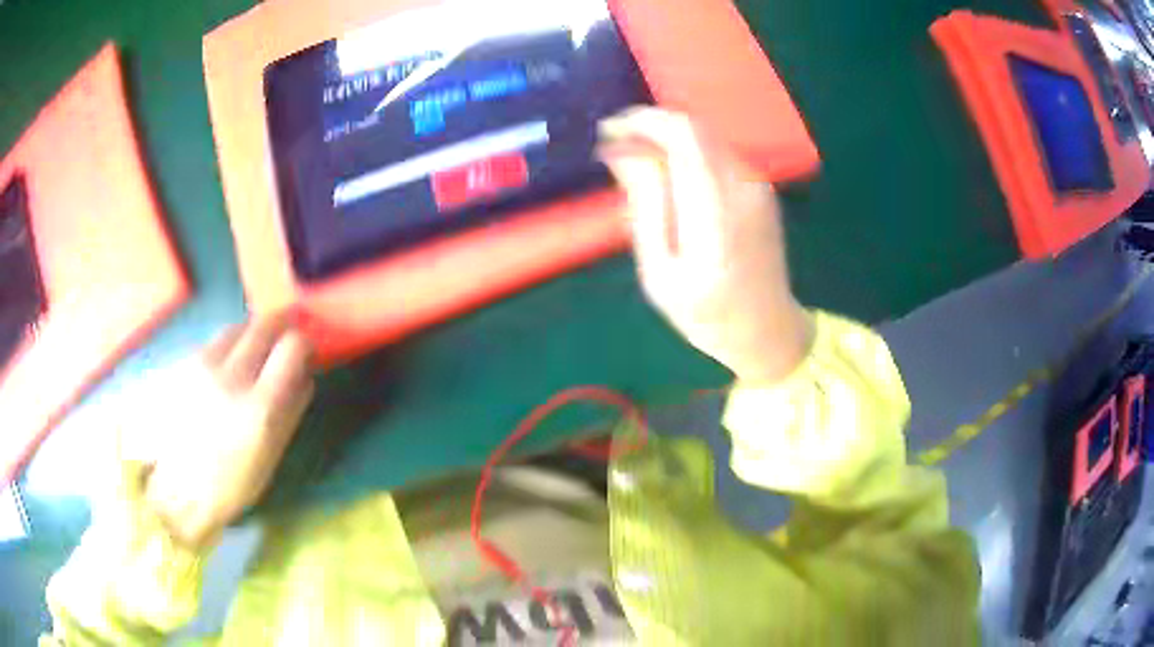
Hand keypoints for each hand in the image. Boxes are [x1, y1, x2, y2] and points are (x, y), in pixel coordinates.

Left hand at [139, 316, 314, 547]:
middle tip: (283, 340)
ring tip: (252, 355)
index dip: (305, 343)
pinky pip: (212, 342)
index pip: (292, 346)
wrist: (176, 488)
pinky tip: (223, 371)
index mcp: (259, 407)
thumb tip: (305, 374)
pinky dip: (227, 347)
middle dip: (280, 326)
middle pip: (263, 325)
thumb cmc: (230, 484)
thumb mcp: (270, 455)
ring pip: (236, 328)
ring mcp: (200, 365)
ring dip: (251, 334)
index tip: (306, 353)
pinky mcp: (181, 362)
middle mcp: (230, 375)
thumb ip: (290, 410)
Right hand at [599, 107, 812, 382]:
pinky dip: (685, 149)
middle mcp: (743, 187)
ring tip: (632, 157)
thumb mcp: (660, 272)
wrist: (768, 329)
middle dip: (648, 124)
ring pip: (705, 135)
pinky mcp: (760, 187)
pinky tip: (665, 171)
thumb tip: (620, 150)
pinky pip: (716, 151)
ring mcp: (757, 184)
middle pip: (694, 127)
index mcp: (717, 212)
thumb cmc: (706, 314)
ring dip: (665, 136)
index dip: (641, 121)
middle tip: (613, 142)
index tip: (607, 131)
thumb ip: (645, 205)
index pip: (682, 136)